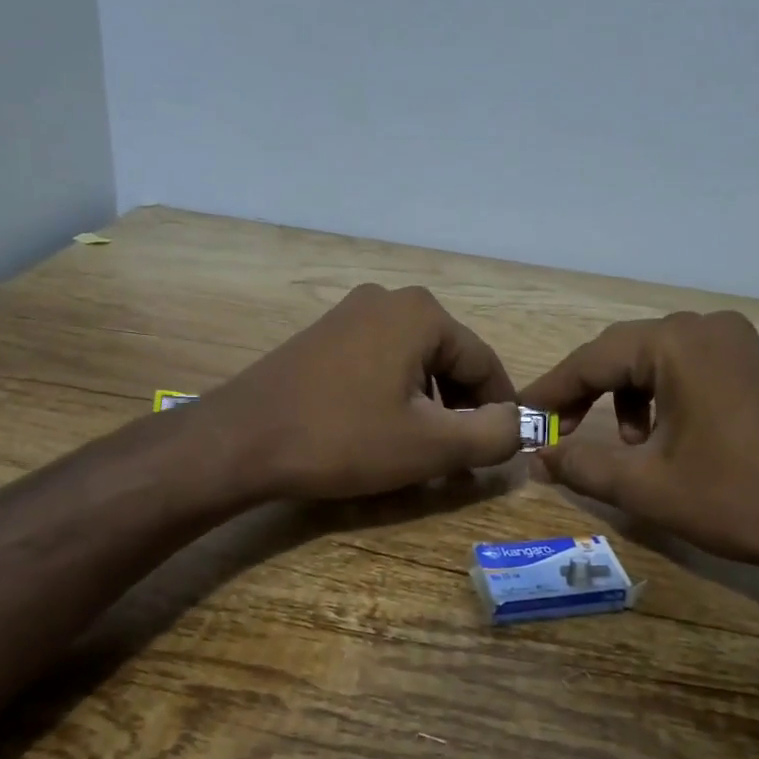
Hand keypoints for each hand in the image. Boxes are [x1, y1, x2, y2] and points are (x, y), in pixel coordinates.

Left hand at [203, 284, 522, 500]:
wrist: (241, 440)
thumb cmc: (343, 439)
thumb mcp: (430, 446)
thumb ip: (492, 436)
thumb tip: (517, 424)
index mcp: (423, 313)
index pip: (485, 364)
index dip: (499, 411)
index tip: (499, 451)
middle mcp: (389, 300)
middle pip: (449, 360)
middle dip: (461, 410)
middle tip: (459, 459)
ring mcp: (350, 313)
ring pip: (414, 363)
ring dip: (428, 406)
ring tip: (422, 451)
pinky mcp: (324, 335)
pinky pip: (380, 362)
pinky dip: (394, 396)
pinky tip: (382, 431)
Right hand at [520, 311, 758, 609]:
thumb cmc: (736, 499)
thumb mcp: (646, 486)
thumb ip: (581, 465)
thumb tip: (536, 457)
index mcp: (678, 343)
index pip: (593, 358)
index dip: (551, 389)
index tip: (520, 416)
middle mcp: (709, 328)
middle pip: (625, 352)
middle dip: (587, 391)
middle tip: (559, 431)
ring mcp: (741, 345)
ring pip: (658, 360)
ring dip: (627, 396)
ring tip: (627, 445)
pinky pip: (692, 369)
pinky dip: (664, 397)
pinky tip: (667, 438)